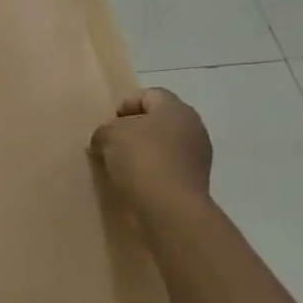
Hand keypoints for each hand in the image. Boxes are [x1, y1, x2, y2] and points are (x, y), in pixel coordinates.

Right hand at [90, 87, 213, 211]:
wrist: (170, 207)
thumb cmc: (141, 159)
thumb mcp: (109, 135)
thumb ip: (105, 130)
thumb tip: (106, 139)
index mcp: (176, 108)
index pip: (149, 95)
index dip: (126, 105)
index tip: (109, 123)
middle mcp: (193, 127)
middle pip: (158, 120)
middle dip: (134, 129)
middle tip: (111, 143)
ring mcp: (198, 156)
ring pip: (163, 146)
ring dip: (142, 152)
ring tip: (119, 166)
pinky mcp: (195, 181)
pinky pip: (167, 168)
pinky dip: (151, 172)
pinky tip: (133, 183)